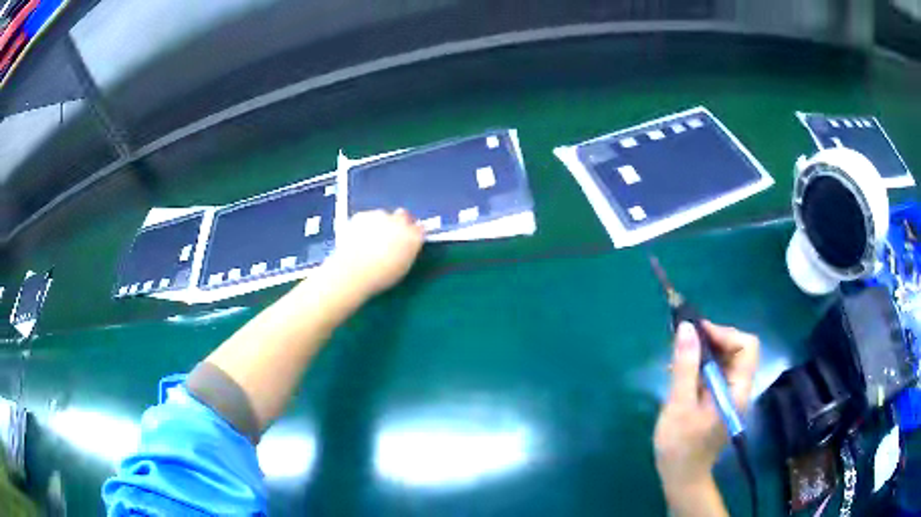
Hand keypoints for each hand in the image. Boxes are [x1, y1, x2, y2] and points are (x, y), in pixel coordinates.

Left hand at [325, 209, 423, 297]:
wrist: (352, 271)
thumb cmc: (379, 276)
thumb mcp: (402, 268)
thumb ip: (408, 251)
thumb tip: (407, 245)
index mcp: (413, 238)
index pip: (419, 228)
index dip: (412, 233)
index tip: (406, 239)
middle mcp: (400, 222)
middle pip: (403, 216)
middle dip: (398, 224)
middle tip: (388, 238)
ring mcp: (380, 216)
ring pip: (383, 215)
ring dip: (380, 223)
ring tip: (369, 241)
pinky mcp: (362, 215)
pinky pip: (366, 216)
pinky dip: (364, 224)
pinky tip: (357, 238)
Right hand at [654, 321, 758, 495]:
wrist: (681, 478)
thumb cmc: (680, 445)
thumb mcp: (679, 404)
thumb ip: (686, 365)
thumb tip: (687, 328)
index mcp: (737, 390)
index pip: (746, 346)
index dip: (723, 333)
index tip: (695, 333)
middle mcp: (740, 388)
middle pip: (737, 350)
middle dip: (712, 340)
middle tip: (684, 342)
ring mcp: (731, 395)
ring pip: (726, 360)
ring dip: (704, 352)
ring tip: (678, 357)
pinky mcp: (720, 401)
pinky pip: (717, 373)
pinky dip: (701, 366)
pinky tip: (681, 374)